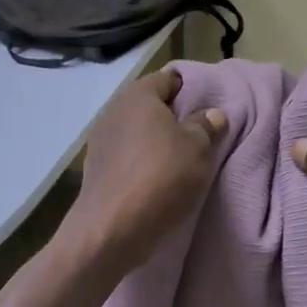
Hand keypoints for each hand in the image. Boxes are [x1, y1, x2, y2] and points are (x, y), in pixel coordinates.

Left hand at [68, 70, 226, 271]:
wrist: (112, 228)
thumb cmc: (161, 176)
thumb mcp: (198, 148)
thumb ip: (206, 126)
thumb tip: (212, 114)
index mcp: (138, 96)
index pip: (167, 79)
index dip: (188, 89)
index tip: (206, 106)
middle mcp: (113, 111)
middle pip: (148, 106)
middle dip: (171, 117)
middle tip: (197, 135)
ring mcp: (99, 142)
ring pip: (135, 132)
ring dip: (154, 143)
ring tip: (179, 160)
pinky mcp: (94, 170)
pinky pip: (125, 157)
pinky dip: (139, 163)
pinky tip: (155, 180)